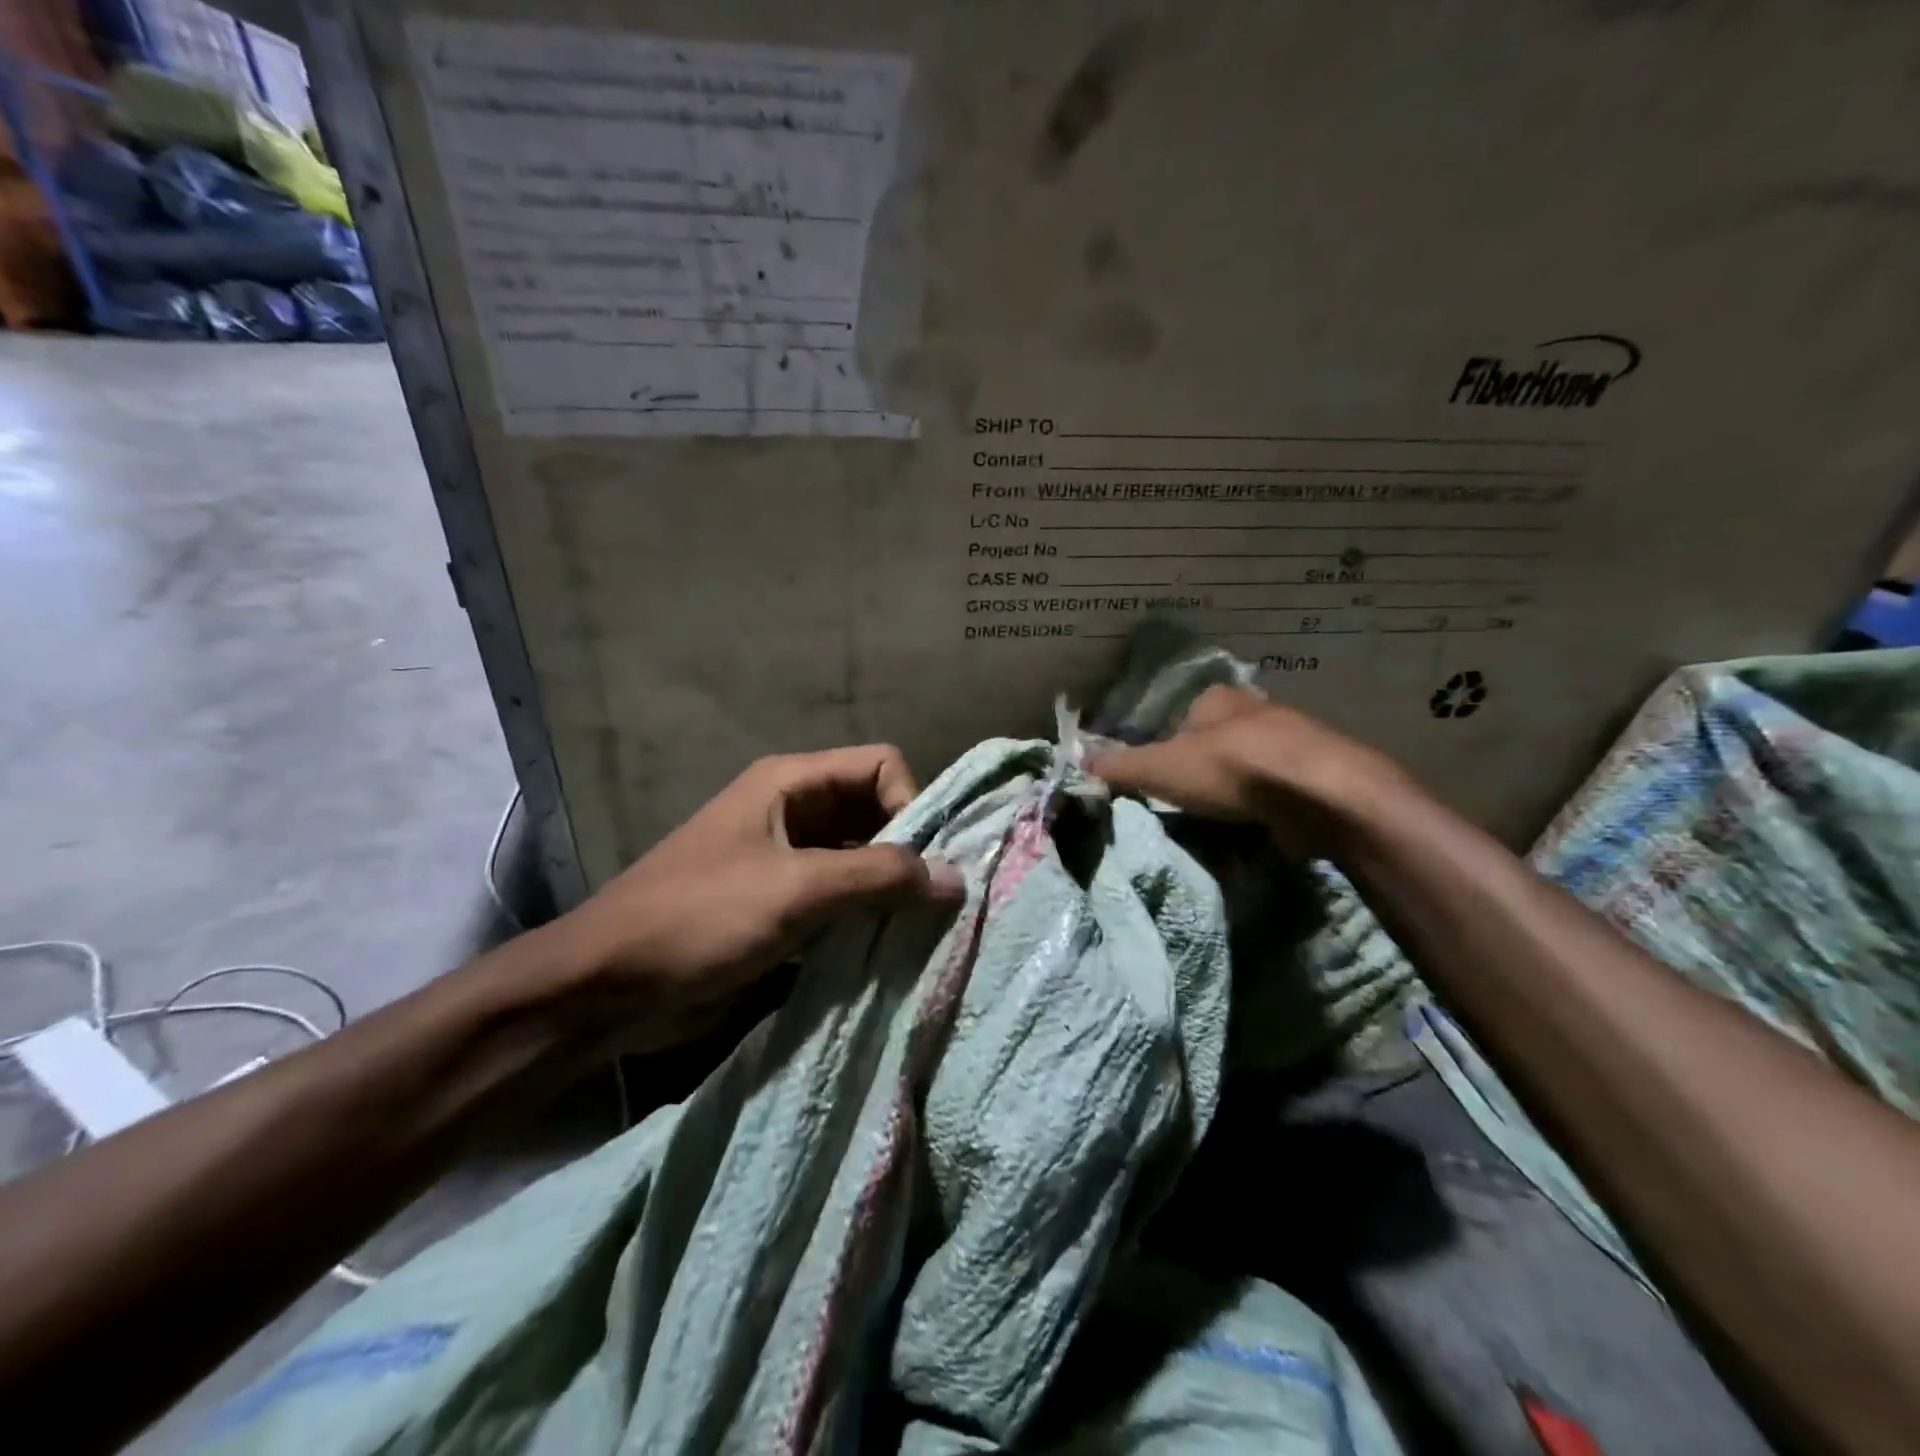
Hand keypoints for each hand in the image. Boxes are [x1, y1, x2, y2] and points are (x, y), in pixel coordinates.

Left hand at [539, 745, 964, 1048]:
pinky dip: (866, 916)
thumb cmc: (700, 919)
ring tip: (919, 929)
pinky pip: (840, 897)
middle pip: (876, 811)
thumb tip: (957, 878)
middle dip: (908, 851)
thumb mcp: (795, 890)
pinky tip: (886, 948)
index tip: (920, 864)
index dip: (910, 804)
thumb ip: (879, 878)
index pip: (881, 766)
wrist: (607, 987)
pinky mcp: (781, 904)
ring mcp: (787, 859)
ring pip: (861, 858)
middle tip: (937, 902)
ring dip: (890, 889)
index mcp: (791, 783)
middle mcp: (794, 811)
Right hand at [1088, 685, 1410, 858]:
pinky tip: (1263, 821)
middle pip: (1221, 736)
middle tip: (1191, 797)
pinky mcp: (1323, 771)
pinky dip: (1270, 801)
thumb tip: (1079, 762)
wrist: (1319, 793)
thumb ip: (1120, 766)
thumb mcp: (1159, 768)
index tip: (1163, 774)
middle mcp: (1257, 708)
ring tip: (1226, 815)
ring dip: (1241, 784)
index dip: (1169, 741)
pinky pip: (1284, 785)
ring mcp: (1296, 738)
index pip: (1184, 713)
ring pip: (1256, 760)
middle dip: (1207, 764)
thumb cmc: (1229, 769)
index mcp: (1217, 698)